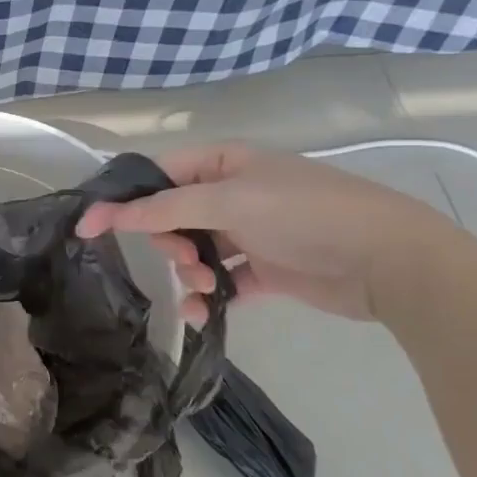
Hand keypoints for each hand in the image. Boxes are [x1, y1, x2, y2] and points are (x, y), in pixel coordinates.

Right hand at [76, 143, 462, 321]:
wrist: (388, 261)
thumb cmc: (304, 214)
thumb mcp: (229, 201)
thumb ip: (165, 209)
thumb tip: (108, 213)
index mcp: (224, 164)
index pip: (158, 176)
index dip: (123, 200)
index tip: (88, 228)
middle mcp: (234, 193)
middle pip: (173, 216)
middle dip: (168, 242)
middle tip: (180, 260)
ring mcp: (251, 232)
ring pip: (195, 251)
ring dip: (189, 273)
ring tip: (203, 288)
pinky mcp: (266, 270)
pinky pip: (222, 281)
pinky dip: (209, 296)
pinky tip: (202, 312)